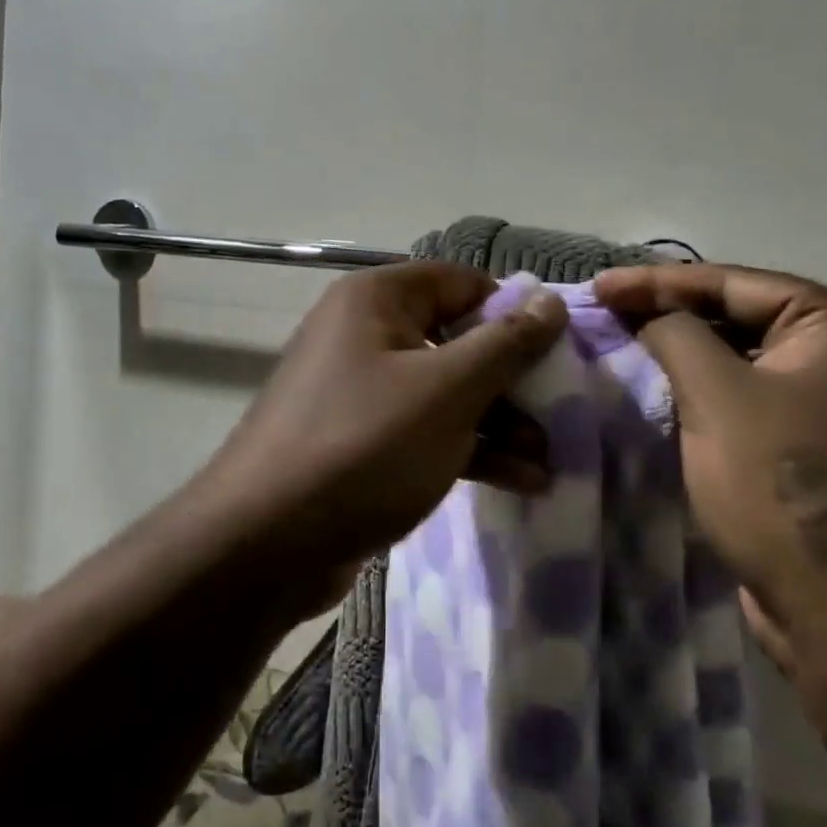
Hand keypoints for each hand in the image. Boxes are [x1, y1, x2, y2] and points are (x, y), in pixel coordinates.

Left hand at [190, 262, 568, 577]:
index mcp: (376, 300)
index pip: (461, 282)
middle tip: (561, 416)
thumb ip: (506, 344)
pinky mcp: (361, 442)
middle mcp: (364, 334)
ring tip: (549, 460)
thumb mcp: (448, 391)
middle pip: (457, 339)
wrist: (265, 544)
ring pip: (445, 391)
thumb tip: (550, 302)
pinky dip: (469, 449)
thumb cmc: (364, 446)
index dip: (512, 312)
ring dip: (499, 422)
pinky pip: (425, 430)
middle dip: (512, 381)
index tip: (557, 352)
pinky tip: (520, 481)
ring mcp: (360, 390)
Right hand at [594, 263, 826, 675]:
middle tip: (608, 310)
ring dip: (686, 352)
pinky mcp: (821, 445)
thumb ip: (675, 335)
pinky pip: (754, 397)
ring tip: (624, 341)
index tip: (599, 285)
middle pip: (743, 316)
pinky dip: (708, 389)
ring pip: (745, 359)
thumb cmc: (782, 487)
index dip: (658, 282)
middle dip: (671, 313)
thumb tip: (648, 314)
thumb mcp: (716, 396)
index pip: (735, 283)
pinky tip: (662, 387)